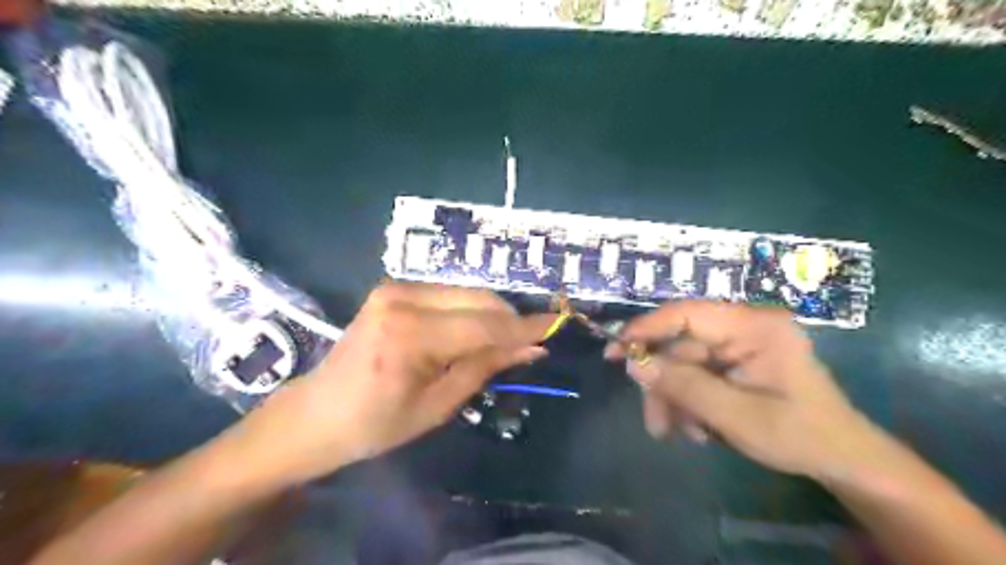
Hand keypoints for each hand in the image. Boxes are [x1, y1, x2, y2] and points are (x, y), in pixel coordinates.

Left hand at [221, 286, 547, 487]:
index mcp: (408, 335)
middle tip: (535, 338)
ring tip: (509, 338)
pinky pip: (449, 293)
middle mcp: (402, 299)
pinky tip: (479, 329)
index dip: (523, 328)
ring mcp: (395, 288)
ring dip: (493, 313)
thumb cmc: (375, 424)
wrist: (316, 413)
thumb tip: (531, 349)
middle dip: (511, 319)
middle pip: (478, 300)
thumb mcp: (437, 406)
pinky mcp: (394, 288)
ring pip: (466, 292)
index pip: (483, 326)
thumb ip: (485, 368)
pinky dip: (471, 309)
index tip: (555, 326)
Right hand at [605, 303, 882, 477]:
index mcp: (754, 326)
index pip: (687, 313)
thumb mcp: (735, 415)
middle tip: (654, 423)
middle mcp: (744, 326)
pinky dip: (690, 400)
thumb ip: (683, 386)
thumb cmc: (799, 435)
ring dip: (675, 398)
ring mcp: (741, 343)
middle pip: (681, 344)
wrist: (843, 460)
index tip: (616, 351)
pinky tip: (697, 428)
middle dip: (664, 384)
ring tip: (677, 433)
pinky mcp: (737, 361)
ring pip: (685, 363)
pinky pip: (698, 374)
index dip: (647, 328)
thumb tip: (634, 362)